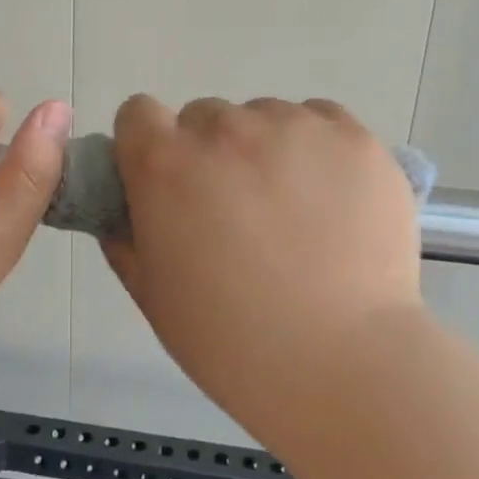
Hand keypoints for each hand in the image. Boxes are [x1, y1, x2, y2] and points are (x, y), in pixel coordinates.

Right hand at [103, 96, 424, 443]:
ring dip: (266, 150)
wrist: (342, 364)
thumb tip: (125, 209)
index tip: (167, 182)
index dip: (147, 145)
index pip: (138, 113)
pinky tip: (333, 201)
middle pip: (204, 117)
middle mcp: (225, 129)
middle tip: (236, 212)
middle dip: (210, 155)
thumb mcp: (152, 296)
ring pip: (265, 117)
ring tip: (295, 213)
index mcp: (165, 164)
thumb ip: (125, 238)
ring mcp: (295, 127)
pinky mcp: (353, 138)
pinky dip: (318, 149)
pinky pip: (321, 120)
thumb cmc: (231, 342)